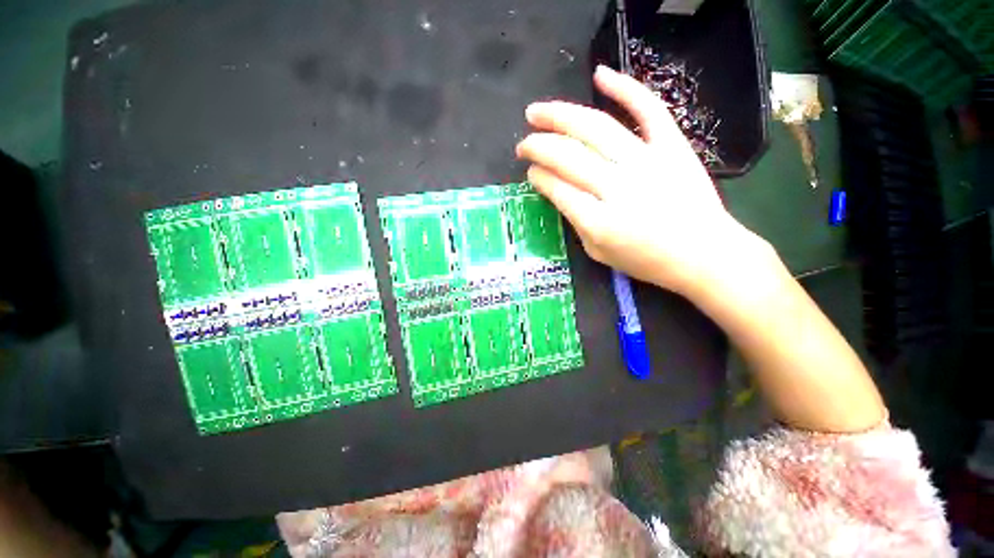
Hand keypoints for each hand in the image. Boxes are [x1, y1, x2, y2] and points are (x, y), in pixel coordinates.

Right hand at [515, 65, 763, 296]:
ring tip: (536, 111)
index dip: (538, 177)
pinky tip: (599, 74)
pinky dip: (624, 87)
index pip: (558, 189)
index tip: (530, 172)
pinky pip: (648, 109)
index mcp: (599, 222)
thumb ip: (575, 222)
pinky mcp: (672, 146)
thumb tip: (557, 191)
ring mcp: (647, 161)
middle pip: (568, 156)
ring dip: (560, 116)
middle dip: (538, 146)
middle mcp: (618, 187)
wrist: (703, 254)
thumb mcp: (598, 253)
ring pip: (596, 128)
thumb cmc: (646, 260)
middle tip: (522, 143)